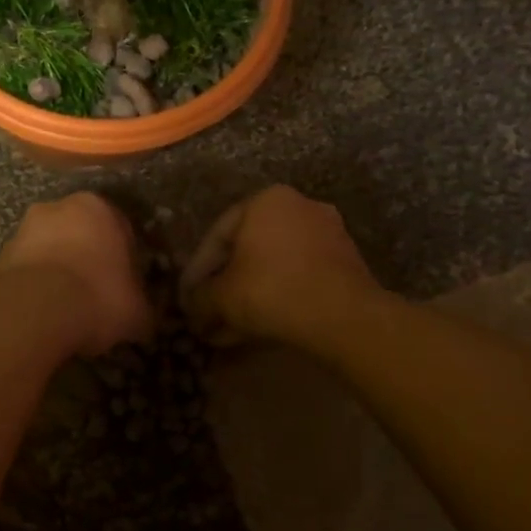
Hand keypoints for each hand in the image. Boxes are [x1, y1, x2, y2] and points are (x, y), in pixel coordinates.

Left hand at [0, 192, 152, 355]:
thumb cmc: (96, 298)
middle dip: (89, 258)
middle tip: (98, 293)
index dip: (127, 259)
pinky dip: (37, 285)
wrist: (33, 312)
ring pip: (51, 249)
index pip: (121, 228)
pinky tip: (45, 312)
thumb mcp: (137, 311)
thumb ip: (143, 307)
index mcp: (98, 207)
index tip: (127, 285)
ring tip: (69, 307)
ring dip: (60, 270)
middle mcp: (58, 207)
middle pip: (81, 233)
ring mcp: (24, 230)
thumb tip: (144, 318)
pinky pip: (29, 269)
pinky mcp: (1, 256)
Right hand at [181, 185, 379, 345]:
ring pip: (272, 267)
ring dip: (248, 296)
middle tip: (207, 314)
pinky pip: (297, 277)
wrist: (344, 318)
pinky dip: (276, 298)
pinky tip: (258, 327)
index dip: (197, 271)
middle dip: (224, 286)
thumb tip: (190, 307)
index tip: (186, 298)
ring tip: (229, 329)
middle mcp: (298, 207)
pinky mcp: (344, 263)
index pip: (217, 235)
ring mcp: (326, 234)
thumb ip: (199, 298)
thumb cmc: (273, 291)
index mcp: (265, 201)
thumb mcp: (222, 296)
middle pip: (247, 251)